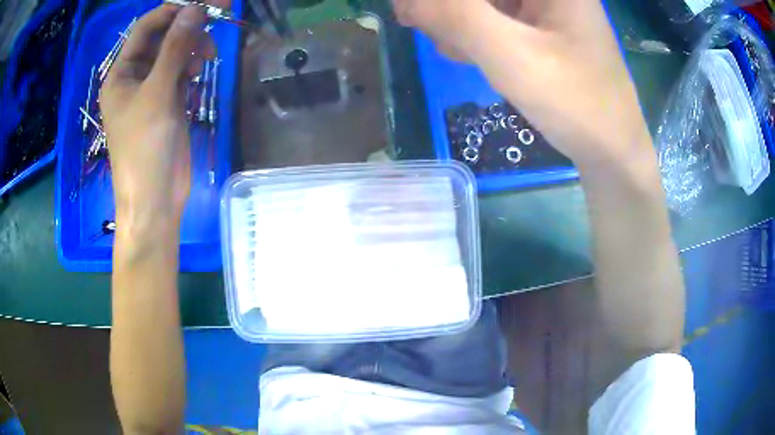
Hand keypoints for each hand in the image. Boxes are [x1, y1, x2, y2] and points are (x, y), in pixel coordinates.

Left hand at [100, 3, 216, 228]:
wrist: (155, 199)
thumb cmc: (145, 148)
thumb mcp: (158, 93)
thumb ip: (175, 48)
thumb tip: (196, 8)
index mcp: (120, 74)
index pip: (146, 28)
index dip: (172, 12)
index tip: (203, 5)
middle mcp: (134, 78)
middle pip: (162, 38)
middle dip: (187, 28)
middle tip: (217, 18)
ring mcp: (151, 90)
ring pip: (174, 54)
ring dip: (192, 48)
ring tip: (205, 58)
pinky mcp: (167, 103)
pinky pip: (180, 72)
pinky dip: (191, 67)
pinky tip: (198, 73)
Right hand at [393, 0, 652, 171]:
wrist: (611, 151)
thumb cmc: (576, 104)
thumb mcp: (514, 57)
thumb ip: (458, 17)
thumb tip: (407, 0)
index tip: (409, 11)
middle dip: (448, 8)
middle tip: (424, 29)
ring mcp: (546, 7)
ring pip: (483, 3)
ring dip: (458, 22)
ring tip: (457, 51)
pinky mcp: (543, 26)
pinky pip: (496, 17)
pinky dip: (476, 33)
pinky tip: (471, 54)